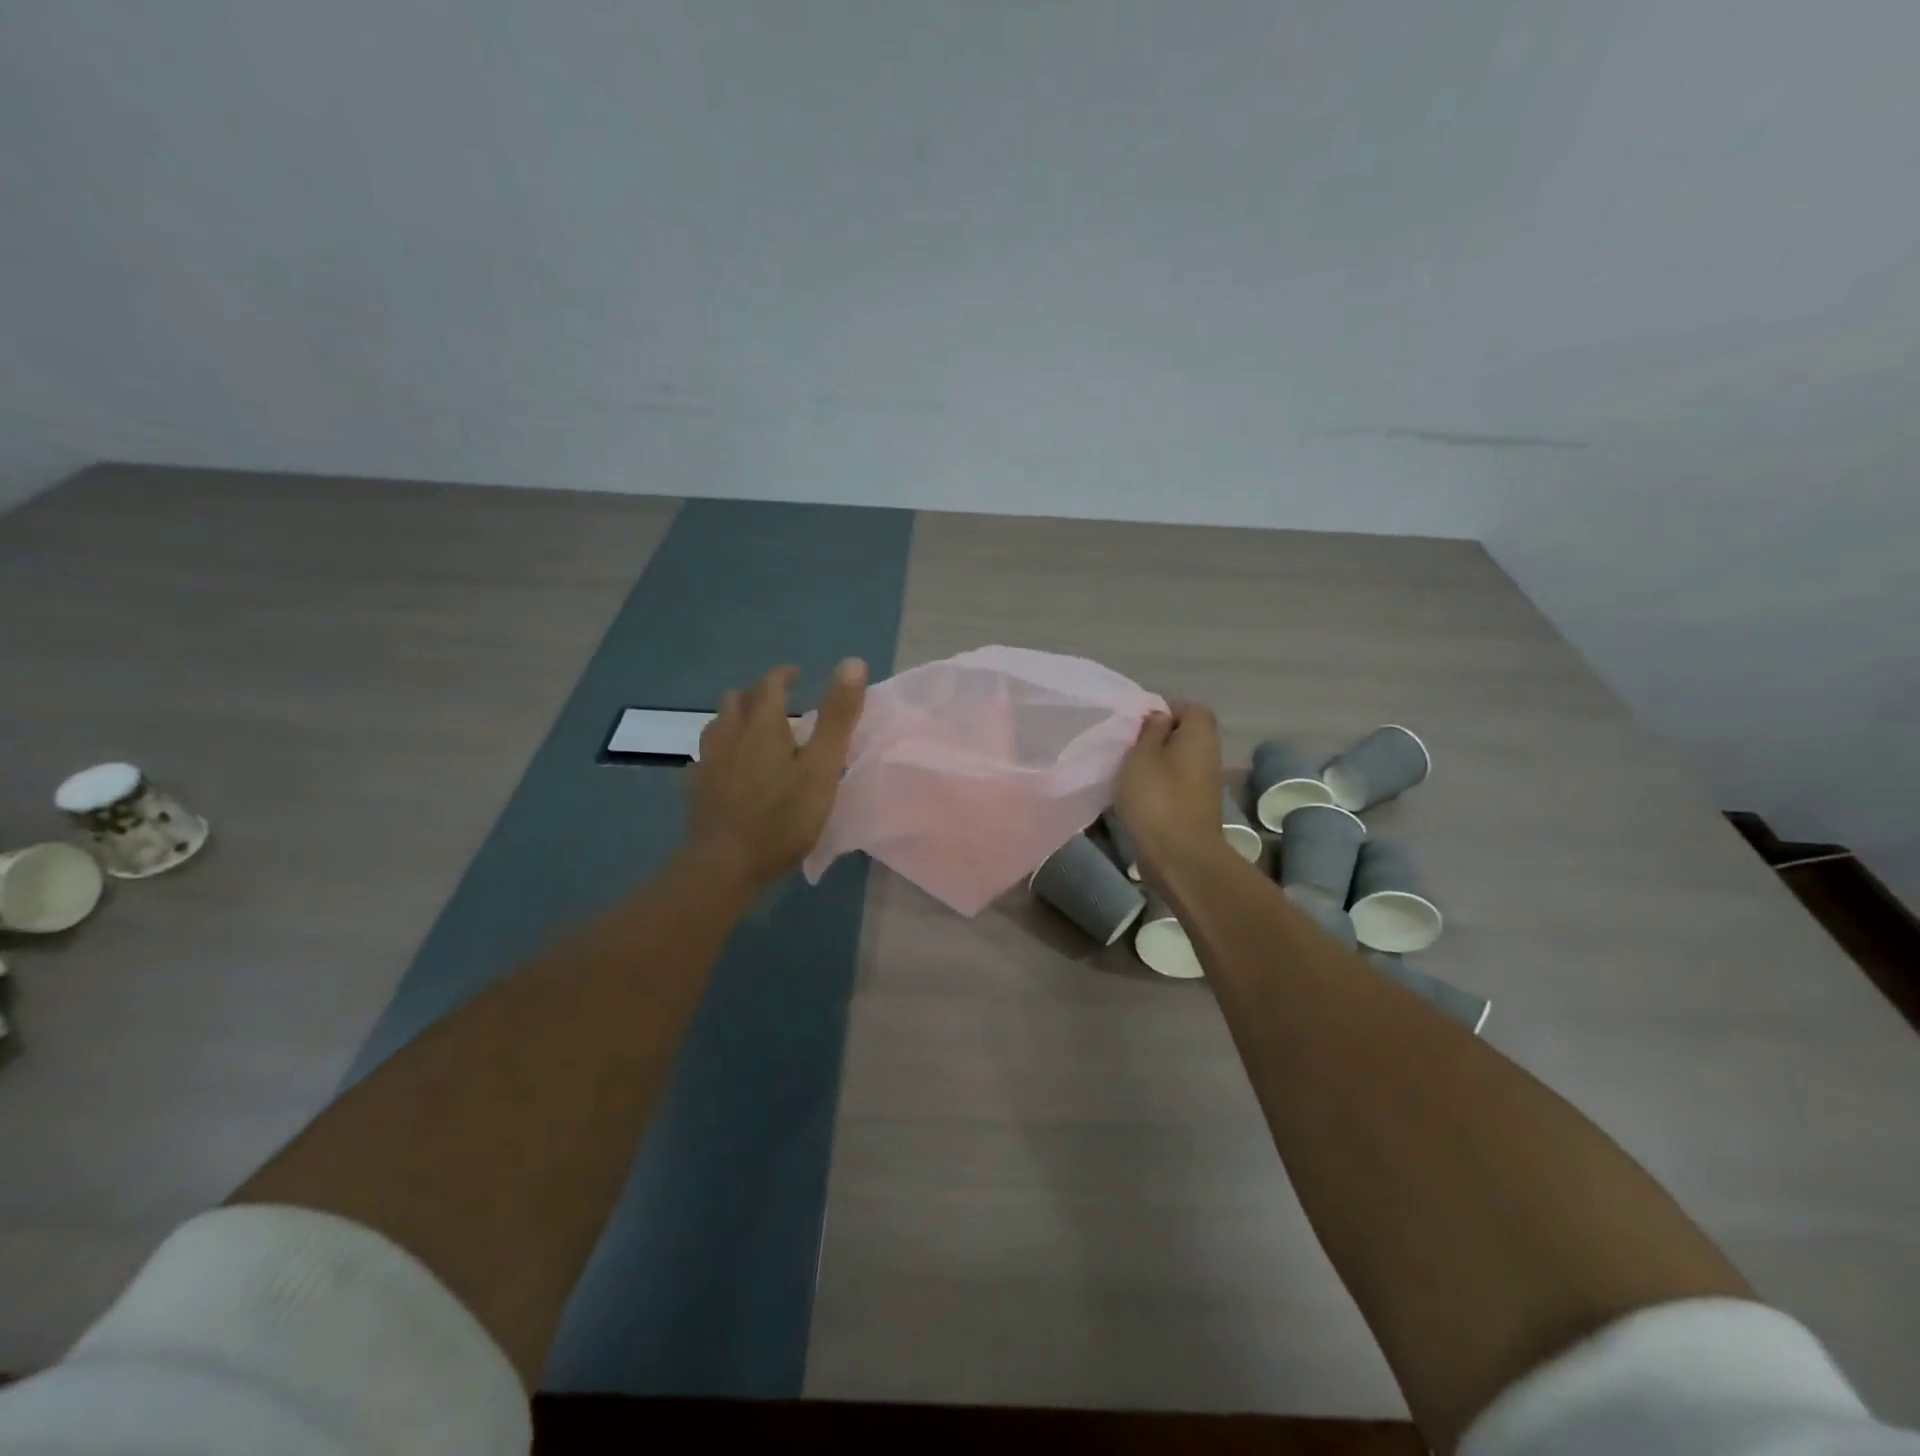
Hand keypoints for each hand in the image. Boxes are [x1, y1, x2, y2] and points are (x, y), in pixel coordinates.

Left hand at [684, 658, 867, 893]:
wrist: (724, 865)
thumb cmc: (782, 817)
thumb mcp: (822, 767)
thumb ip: (838, 717)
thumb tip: (853, 662)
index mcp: (762, 725)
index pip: (769, 684)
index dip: (783, 675)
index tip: (797, 675)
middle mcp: (729, 734)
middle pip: (737, 700)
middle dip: (757, 695)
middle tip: (779, 705)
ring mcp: (708, 762)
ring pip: (717, 725)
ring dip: (736, 719)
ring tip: (754, 733)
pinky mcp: (696, 789)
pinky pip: (706, 756)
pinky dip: (722, 751)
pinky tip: (729, 768)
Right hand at [1115, 702, 1230, 884]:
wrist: (1180, 857)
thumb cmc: (1158, 799)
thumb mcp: (1142, 757)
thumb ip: (1149, 731)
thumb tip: (1160, 716)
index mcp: (1200, 735)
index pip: (1191, 708)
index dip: (1165, 710)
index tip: (1138, 726)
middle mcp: (1208, 755)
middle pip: (1184, 735)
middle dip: (1156, 739)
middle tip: (1127, 749)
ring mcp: (1204, 784)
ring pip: (1177, 761)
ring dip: (1154, 765)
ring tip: (1127, 774)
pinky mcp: (1194, 807)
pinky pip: (1174, 785)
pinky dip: (1157, 787)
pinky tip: (1135, 798)